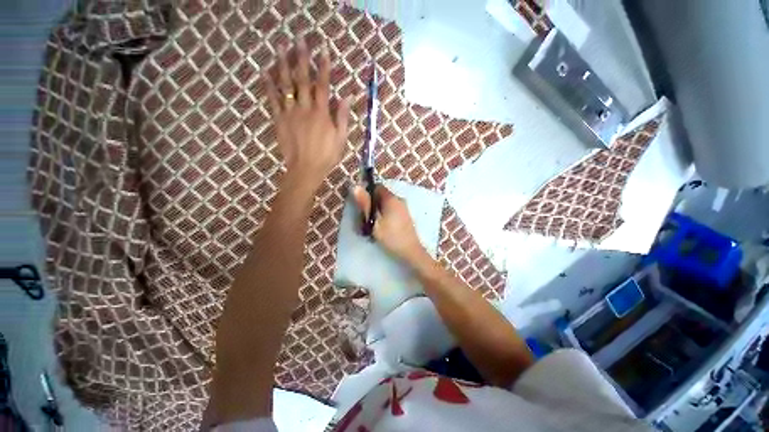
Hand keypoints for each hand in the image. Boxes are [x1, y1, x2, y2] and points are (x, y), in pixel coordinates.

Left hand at [266, 38, 350, 195]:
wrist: (305, 169)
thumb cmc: (327, 156)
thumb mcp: (341, 139)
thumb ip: (343, 117)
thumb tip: (348, 97)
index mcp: (322, 113)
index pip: (323, 85)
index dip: (324, 67)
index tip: (323, 49)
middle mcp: (305, 108)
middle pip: (303, 79)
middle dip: (302, 58)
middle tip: (299, 39)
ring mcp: (290, 113)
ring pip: (286, 85)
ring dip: (283, 64)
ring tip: (281, 47)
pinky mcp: (279, 120)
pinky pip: (272, 100)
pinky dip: (269, 85)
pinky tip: (265, 72)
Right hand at [353, 185, 428, 264]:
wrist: (410, 251)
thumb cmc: (391, 237)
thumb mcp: (374, 222)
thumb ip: (365, 205)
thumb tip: (356, 187)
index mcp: (392, 199)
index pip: (377, 187)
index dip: (368, 193)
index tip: (362, 205)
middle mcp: (399, 199)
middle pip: (381, 195)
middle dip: (372, 203)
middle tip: (366, 218)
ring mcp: (404, 207)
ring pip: (386, 203)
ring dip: (378, 210)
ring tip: (373, 224)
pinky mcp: (405, 215)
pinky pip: (392, 209)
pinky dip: (385, 214)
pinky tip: (383, 227)